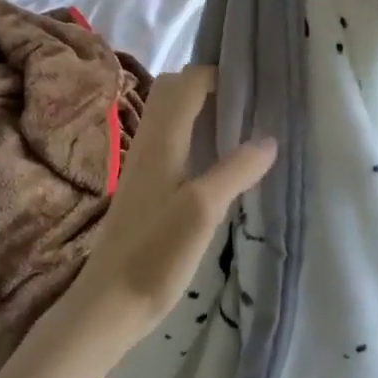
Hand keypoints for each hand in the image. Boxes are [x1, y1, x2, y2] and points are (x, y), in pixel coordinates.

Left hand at [66, 69, 275, 348]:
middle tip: (246, 104)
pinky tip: (215, 160)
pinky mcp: (144, 184)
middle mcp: (148, 141)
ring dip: (200, 108)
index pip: (187, 82)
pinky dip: (192, 132)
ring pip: (169, 114)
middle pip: (173, 90)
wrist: (109, 301)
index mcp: (161, 138)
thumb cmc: (156, 253)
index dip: (219, 76)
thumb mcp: (204, 210)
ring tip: (238, 126)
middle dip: (208, 85)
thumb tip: (269, 138)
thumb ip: (235, 170)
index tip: (255, 88)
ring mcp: (143, 162)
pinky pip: (169, 138)